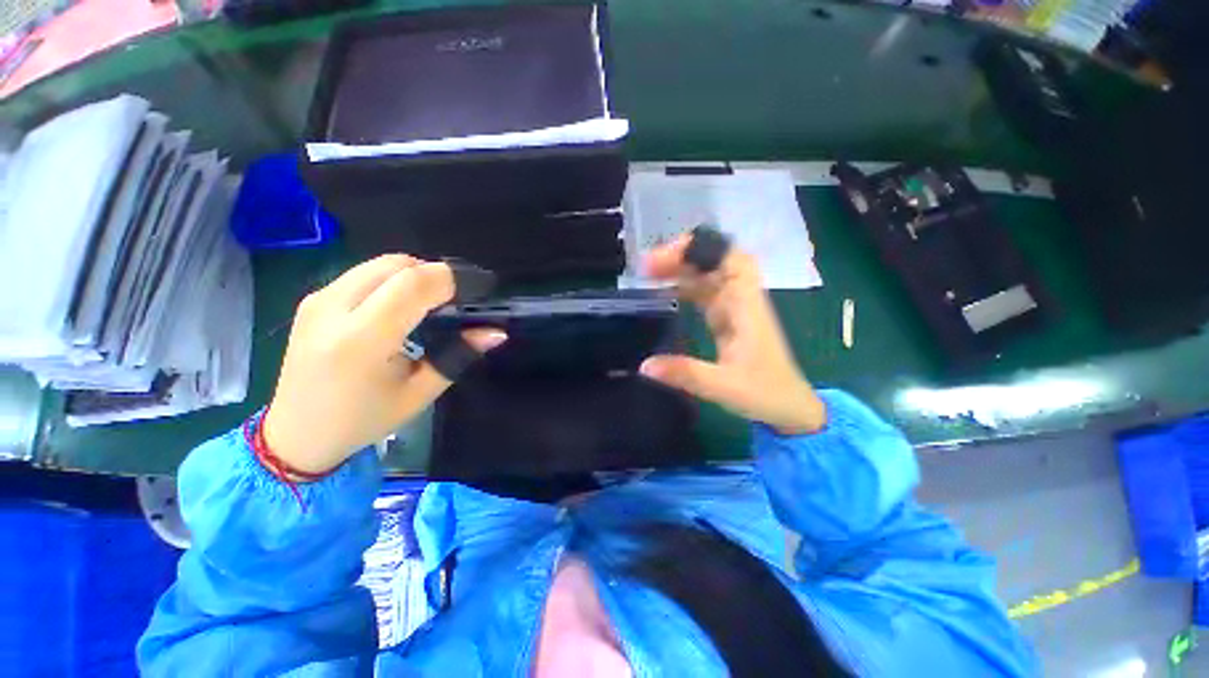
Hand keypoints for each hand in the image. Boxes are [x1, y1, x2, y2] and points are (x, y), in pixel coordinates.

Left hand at [262, 255, 506, 477]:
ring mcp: (318, 300)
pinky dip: (393, 280)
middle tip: (454, 301)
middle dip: (435, 275)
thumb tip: (496, 332)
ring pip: (380, 264)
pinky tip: (401, 307)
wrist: (296, 433)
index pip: (412, 284)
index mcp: (361, 341)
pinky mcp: (313, 299)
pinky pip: (364, 273)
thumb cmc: (364, 420)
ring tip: (431, 304)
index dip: (450, 280)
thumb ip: (458, 355)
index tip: (475, 293)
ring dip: (414, 275)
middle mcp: (332, 309)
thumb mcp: (420, 393)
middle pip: (397, 264)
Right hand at [639, 237, 825, 434]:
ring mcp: (735, 310)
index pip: (731, 259)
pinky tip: (665, 293)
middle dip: (683, 257)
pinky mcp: (727, 321)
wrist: (790, 409)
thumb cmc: (766, 395)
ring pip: (709, 277)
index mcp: (747, 307)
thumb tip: (644, 365)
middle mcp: (742, 301)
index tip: (666, 257)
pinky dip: (685, 288)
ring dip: (681, 270)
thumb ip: (685, 374)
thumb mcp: (724, 387)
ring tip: (649, 274)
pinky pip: (704, 295)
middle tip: (647, 266)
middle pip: (716, 262)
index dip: (701, 249)